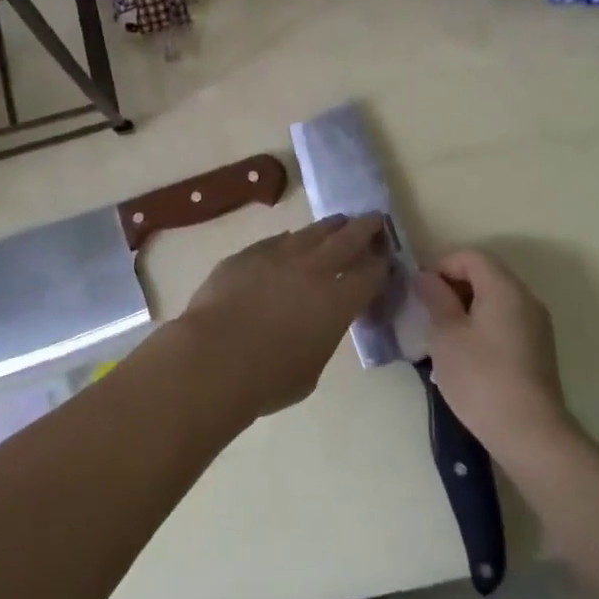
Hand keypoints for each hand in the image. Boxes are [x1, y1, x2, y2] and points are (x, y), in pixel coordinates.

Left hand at [178, 214, 390, 419]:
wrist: (213, 357)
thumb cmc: (268, 379)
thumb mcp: (311, 368)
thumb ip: (321, 336)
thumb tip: (316, 322)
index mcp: (338, 301)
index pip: (371, 273)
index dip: (381, 264)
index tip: (385, 258)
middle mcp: (315, 269)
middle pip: (348, 238)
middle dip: (366, 227)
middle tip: (375, 219)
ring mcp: (280, 255)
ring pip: (313, 232)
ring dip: (330, 227)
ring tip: (338, 223)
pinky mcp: (249, 253)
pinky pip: (278, 241)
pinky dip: (292, 241)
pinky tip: (292, 242)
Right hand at [415, 250, 575, 463]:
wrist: (529, 433)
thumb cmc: (480, 377)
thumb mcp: (446, 334)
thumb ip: (435, 298)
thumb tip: (426, 277)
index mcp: (504, 287)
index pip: (470, 256)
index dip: (441, 266)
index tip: (421, 293)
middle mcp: (526, 298)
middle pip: (485, 274)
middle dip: (453, 287)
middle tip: (428, 314)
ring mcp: (536, 325)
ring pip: (495, 299)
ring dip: (466, 308)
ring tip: (444, 337)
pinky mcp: (538, 349)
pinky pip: (505, 321)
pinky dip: (483, 326)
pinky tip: (467, 356)